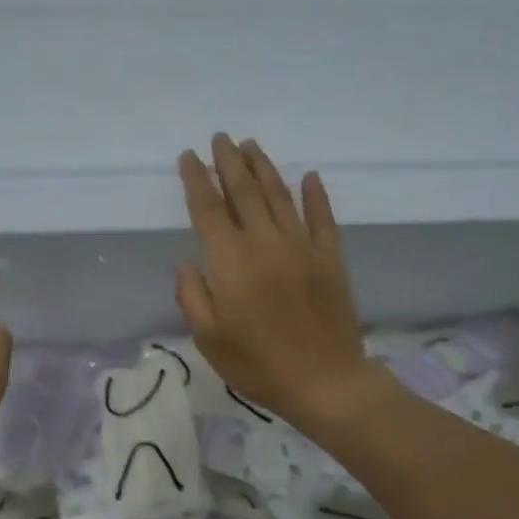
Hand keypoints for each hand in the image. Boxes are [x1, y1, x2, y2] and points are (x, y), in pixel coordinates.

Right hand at [176, 135, 378, 436]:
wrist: (323, 380)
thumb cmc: (257, 364)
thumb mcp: (208, 338)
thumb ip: (192, 296)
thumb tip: (188, 262)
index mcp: (230, 261)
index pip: (208, 210)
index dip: (197, 180)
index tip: (189, 156)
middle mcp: (265, 242)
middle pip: (243, 192)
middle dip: (229, 162)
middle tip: (220, 138)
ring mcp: (301, 247)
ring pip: (279, 196)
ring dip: (264, 167)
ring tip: (251, 145)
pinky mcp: (330, 258)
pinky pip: (322, 218)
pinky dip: (315, 195)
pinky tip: (309, 176)